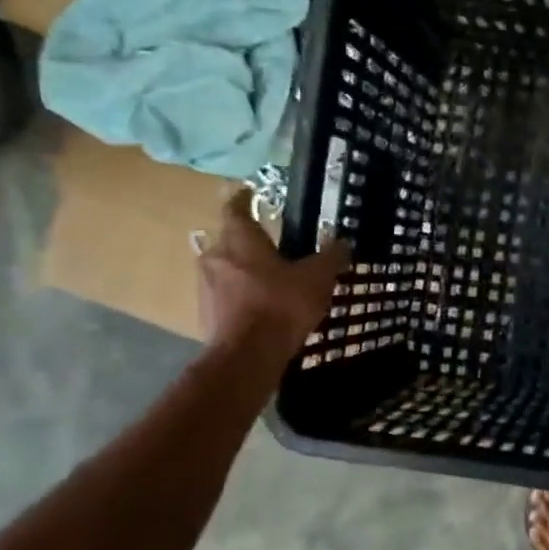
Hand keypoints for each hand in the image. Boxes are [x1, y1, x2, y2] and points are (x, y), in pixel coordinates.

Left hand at [198, 190, 351, 364]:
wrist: (247, 356)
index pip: (236, 209)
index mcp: (239, 240)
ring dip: (243, 270)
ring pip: (224, 269)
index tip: (249, 192)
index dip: (243, 199)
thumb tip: (342, 242)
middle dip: (247, 241)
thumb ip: (330, 257)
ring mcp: (206, 287)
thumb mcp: (317, 278)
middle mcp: (215, 257)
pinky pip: (225, 296)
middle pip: (228, 240)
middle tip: (271, 245)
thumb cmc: (281, 305)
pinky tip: (261, 307)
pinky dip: (240, 296)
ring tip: (269, 279)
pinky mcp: (206, 314)